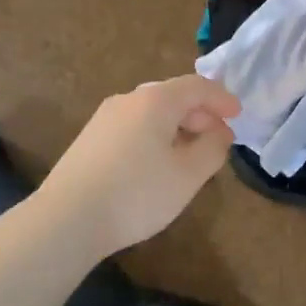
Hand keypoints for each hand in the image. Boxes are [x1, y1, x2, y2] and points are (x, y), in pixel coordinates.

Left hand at [38, 74, 240, 257]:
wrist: (66, 219)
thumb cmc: (137, 193)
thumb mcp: (188, 175)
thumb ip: (212, 149)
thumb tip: (219, 133)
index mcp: (155, 100)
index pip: (197, 86)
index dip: (222, 98)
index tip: (239, 115)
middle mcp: (127, 100)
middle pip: (172, 96)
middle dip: (200, 114)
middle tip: (219, 139)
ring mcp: (104, 119)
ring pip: (151, 114)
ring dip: (178, 127)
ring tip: (191, 154)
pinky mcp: (90, 140)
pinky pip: (133, 127)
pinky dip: (155, 136)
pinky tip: (158, 164)